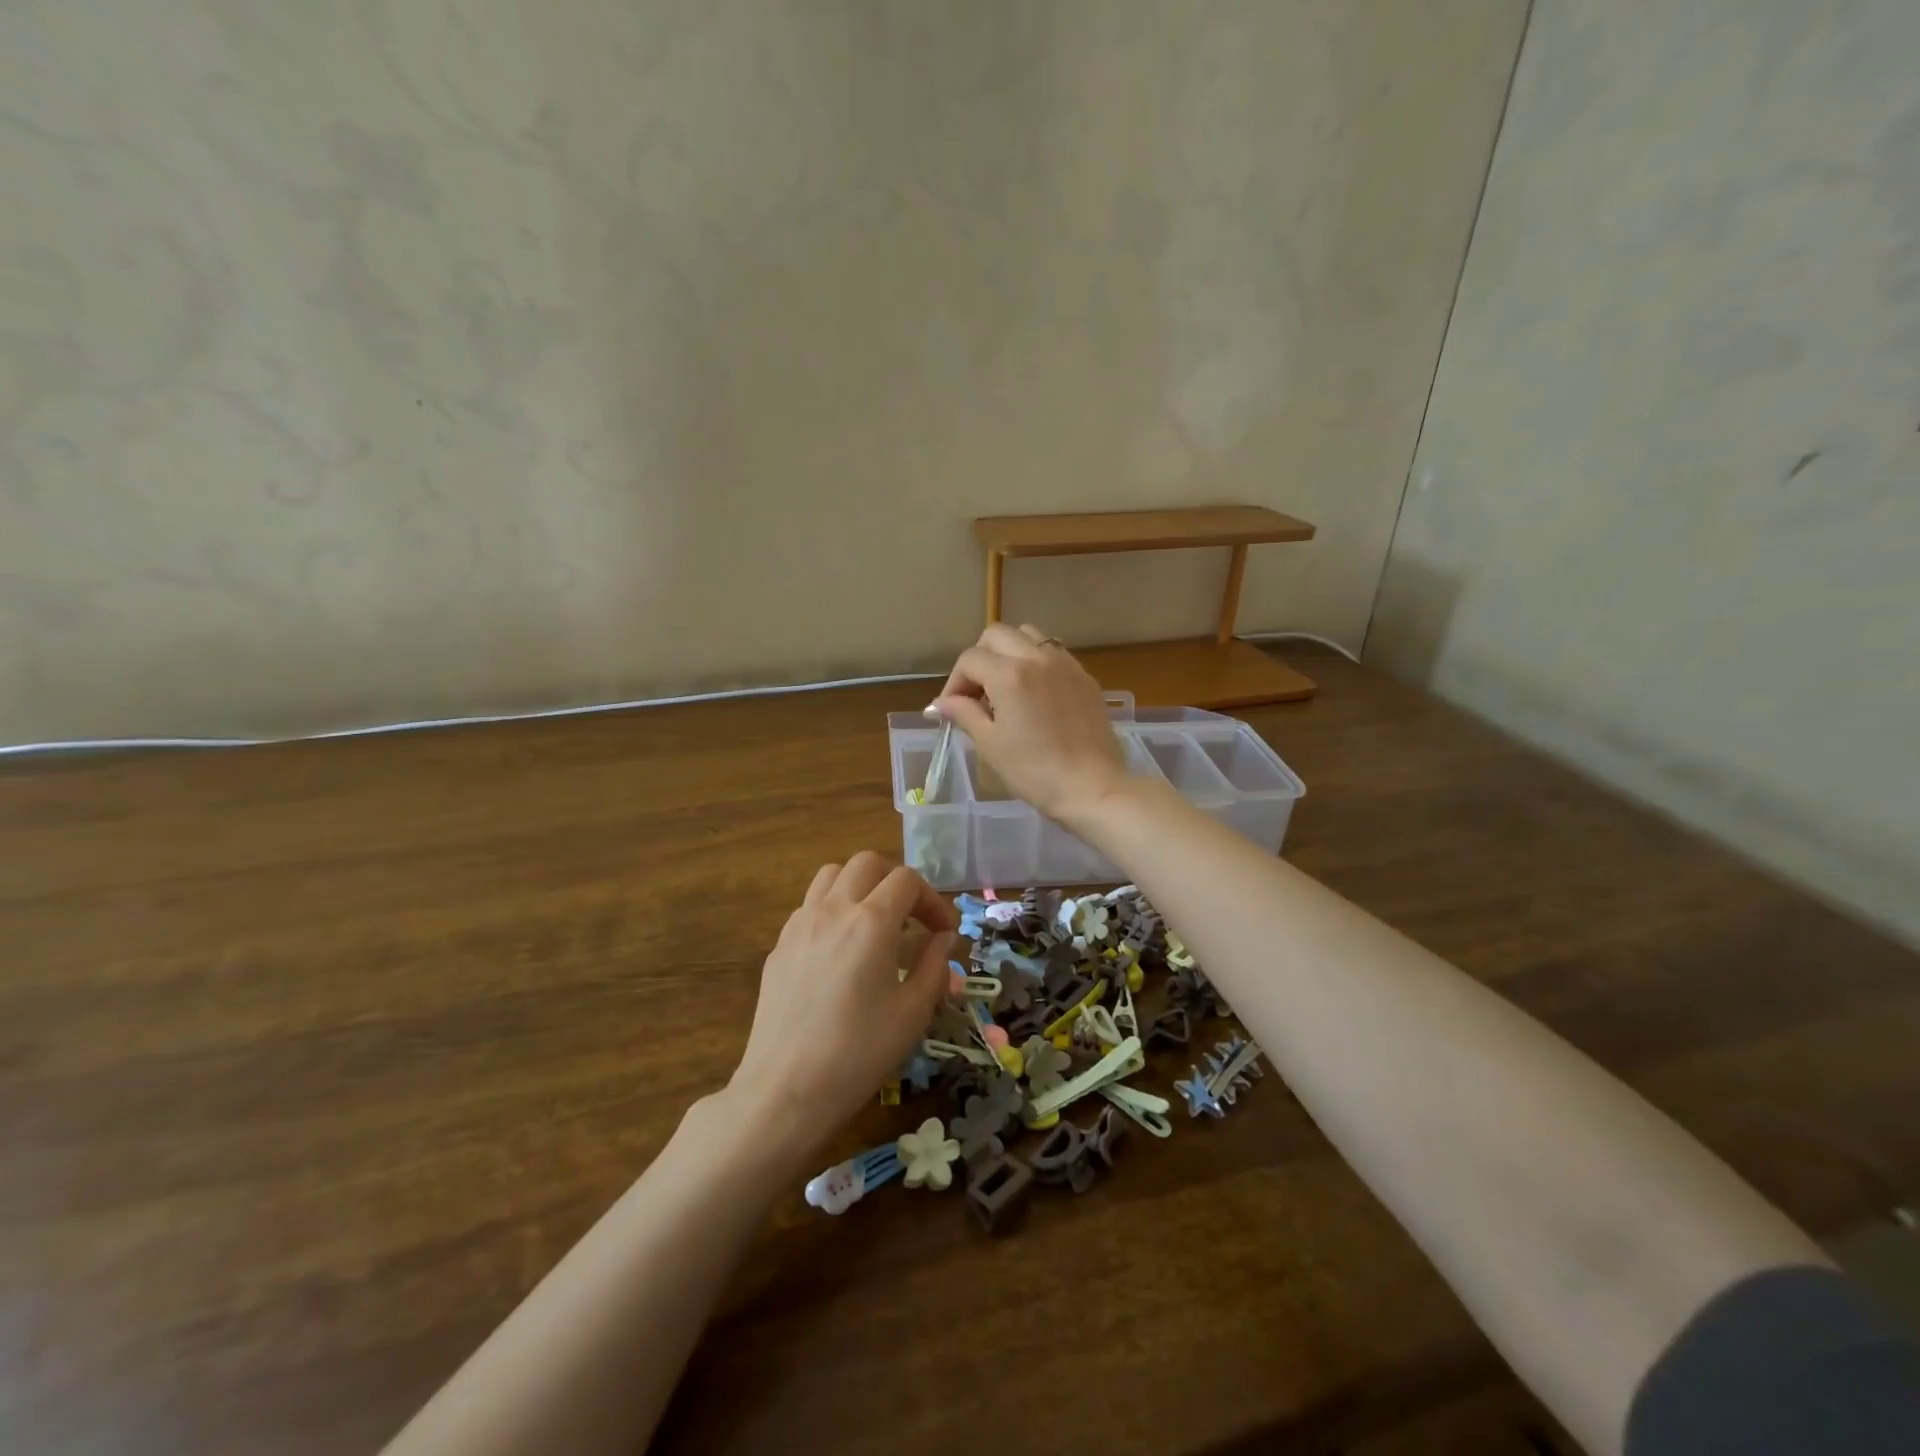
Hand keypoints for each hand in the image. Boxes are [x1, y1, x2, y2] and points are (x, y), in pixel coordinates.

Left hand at [728, 853, 956, 1150]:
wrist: (785, 1089)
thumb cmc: (859, 1053)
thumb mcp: (913, 1013)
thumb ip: (935, 966)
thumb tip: (943, 939)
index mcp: (871, 921)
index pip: (907, 880)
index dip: (932, 900)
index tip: (944, 933)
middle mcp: (833, 909)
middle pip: (867, 863)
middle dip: (896, 881)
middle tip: (911, 917)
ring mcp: (800, 924)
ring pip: (832, 875)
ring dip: (860, 886)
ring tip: (874, 922)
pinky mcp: (780, 945)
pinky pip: (810, 905)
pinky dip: (833, 908)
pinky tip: (841, 949)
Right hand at [931, 623, 1129, 828]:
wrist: (1091, 787)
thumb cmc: (1033, 770)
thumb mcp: (990, 744)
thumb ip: (964, 713)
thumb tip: (942, 702)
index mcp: (1009, 674)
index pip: (970, 660)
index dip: (955, 682)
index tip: (953, 709)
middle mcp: (1037, 657)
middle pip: (996, 635)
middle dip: (979, 658)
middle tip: (977, 693)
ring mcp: (1065, 664)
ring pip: (1028, 636)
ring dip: (1009, 652)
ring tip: (1006, 687)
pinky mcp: (1085, 677)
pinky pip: (1054, 653)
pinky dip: (1036, 662)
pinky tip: (1036, 695)